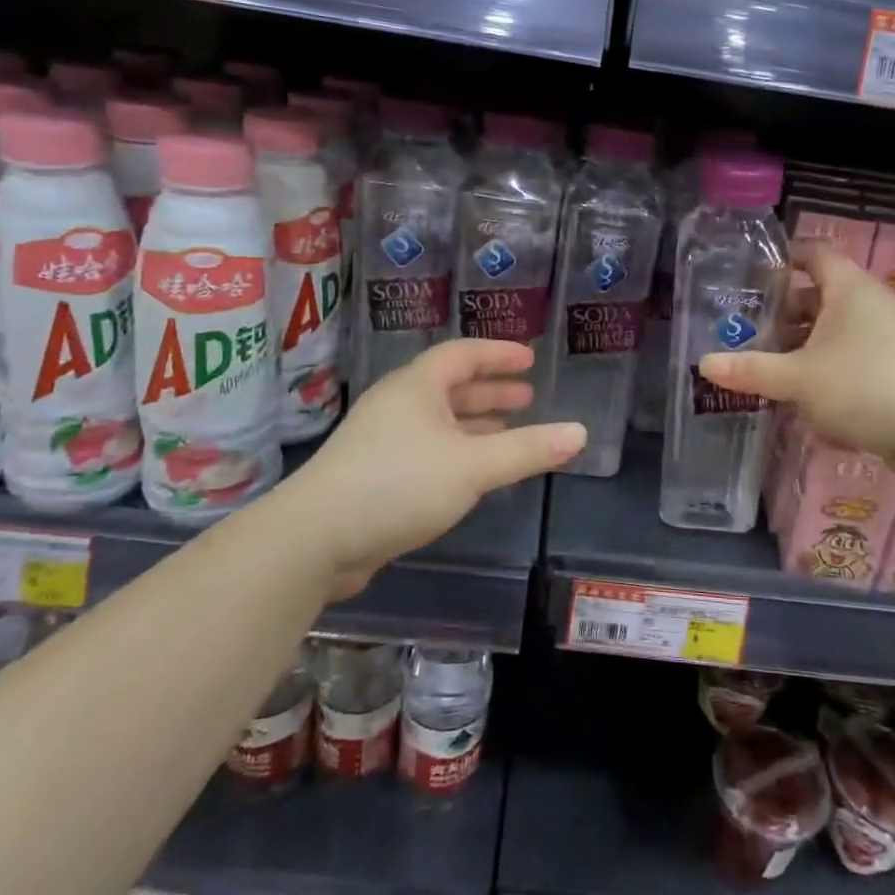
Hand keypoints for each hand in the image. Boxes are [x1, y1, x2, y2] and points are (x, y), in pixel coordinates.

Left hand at [298, 339, 585, 595]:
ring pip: (438, 421)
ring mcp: (382, 440)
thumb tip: (579, 433)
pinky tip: (473, 472)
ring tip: (509, 432)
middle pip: (450, 386)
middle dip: (490, 391)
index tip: (528, 359)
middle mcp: (397, 405)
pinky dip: (457, 450)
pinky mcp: (374, 474)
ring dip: (474, 423)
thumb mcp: (473, 466)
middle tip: (527, 398)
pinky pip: (427, 448)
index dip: (498, 354)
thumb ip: (527, 450)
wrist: (315, 540)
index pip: (462, 355)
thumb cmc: (398, 485)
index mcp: (416, 387)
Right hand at [699, 246, 894, 474]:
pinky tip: (811, 398)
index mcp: (851, 289)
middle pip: (823, 295)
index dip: (784, 259)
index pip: (815, 254)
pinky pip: (857, 355)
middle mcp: (874, 304)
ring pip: (839, 329)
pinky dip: (831, 366)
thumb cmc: (863, 388)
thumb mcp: (797, 379)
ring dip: (807, 345)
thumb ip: (751, 370)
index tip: (754, 276)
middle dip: (786, 313)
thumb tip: (704, 364)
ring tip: (775, 367)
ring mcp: (893, 336)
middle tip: (752, 330)